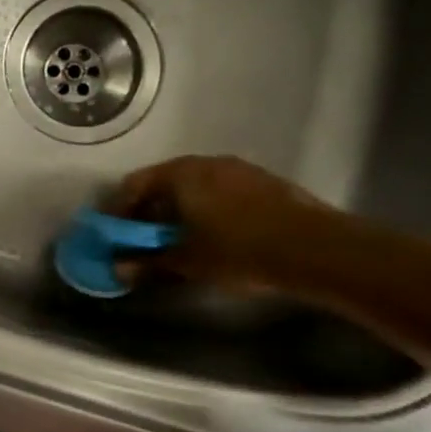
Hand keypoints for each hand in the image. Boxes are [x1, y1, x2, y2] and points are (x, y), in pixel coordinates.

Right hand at [107, 155, 336, 289]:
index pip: (134, 184)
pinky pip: (221, 191)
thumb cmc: (239, 251)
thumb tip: (118, 268)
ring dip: (180, 209)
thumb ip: (149, 262)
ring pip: (195, 186)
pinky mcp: (265, 182)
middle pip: (164, 182)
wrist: (316, 249)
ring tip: (180, 239)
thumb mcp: (188, 261)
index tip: (113, 234)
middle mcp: (206, 163)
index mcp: (180, 174)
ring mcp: (239, 169)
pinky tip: (216, 235)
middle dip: (150, 210)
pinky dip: (207, 209)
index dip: (118, 210)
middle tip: (143, 239)